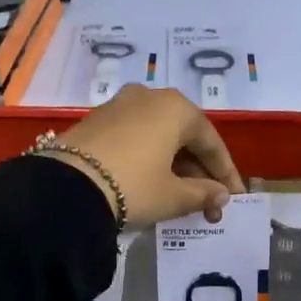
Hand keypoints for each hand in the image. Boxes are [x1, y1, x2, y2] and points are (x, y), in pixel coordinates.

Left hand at [48, 85, 246, 224]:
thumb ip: (203, 193)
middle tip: (209, 203)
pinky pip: (136, 138)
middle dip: (200, 172)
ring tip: (183, 198)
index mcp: (177, 108)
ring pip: (160, 137)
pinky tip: (153, 183)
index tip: (234, 198)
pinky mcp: (96, 120)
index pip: (212, 143)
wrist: (65, 187)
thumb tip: (220, 195)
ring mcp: (120, 105)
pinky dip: (150, 159)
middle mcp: (150, 96)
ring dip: (175, 166)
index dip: (226, 174)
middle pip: (185, 137)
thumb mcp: (173, 196)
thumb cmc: (134, 186)